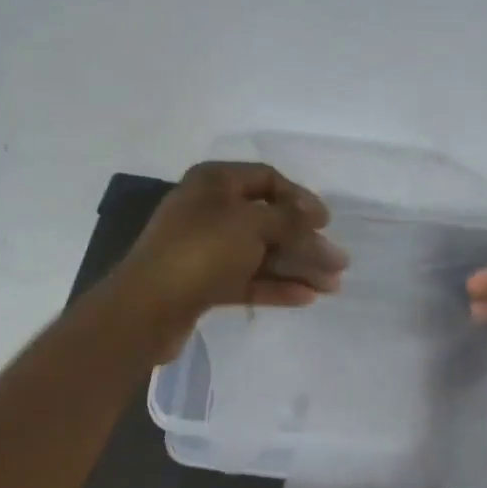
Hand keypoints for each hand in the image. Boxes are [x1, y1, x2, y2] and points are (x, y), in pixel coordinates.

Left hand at [113, 162, 347, 352]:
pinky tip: (306, 298)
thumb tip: (316, 219)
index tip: (326, 222)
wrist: (147, 308)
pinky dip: (276, 286)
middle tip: (339, 263)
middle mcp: (209, 210)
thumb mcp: (252, 225)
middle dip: (305, 242)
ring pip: (261, 253)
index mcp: (214, 182)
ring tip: (332, 286)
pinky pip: (248, 279)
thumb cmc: (201, 251)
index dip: (300, 197)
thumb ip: (290, 220)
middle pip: (268, 221)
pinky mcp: (204, 283)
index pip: (267, 179)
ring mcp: (205, 249)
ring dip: (297, 267)